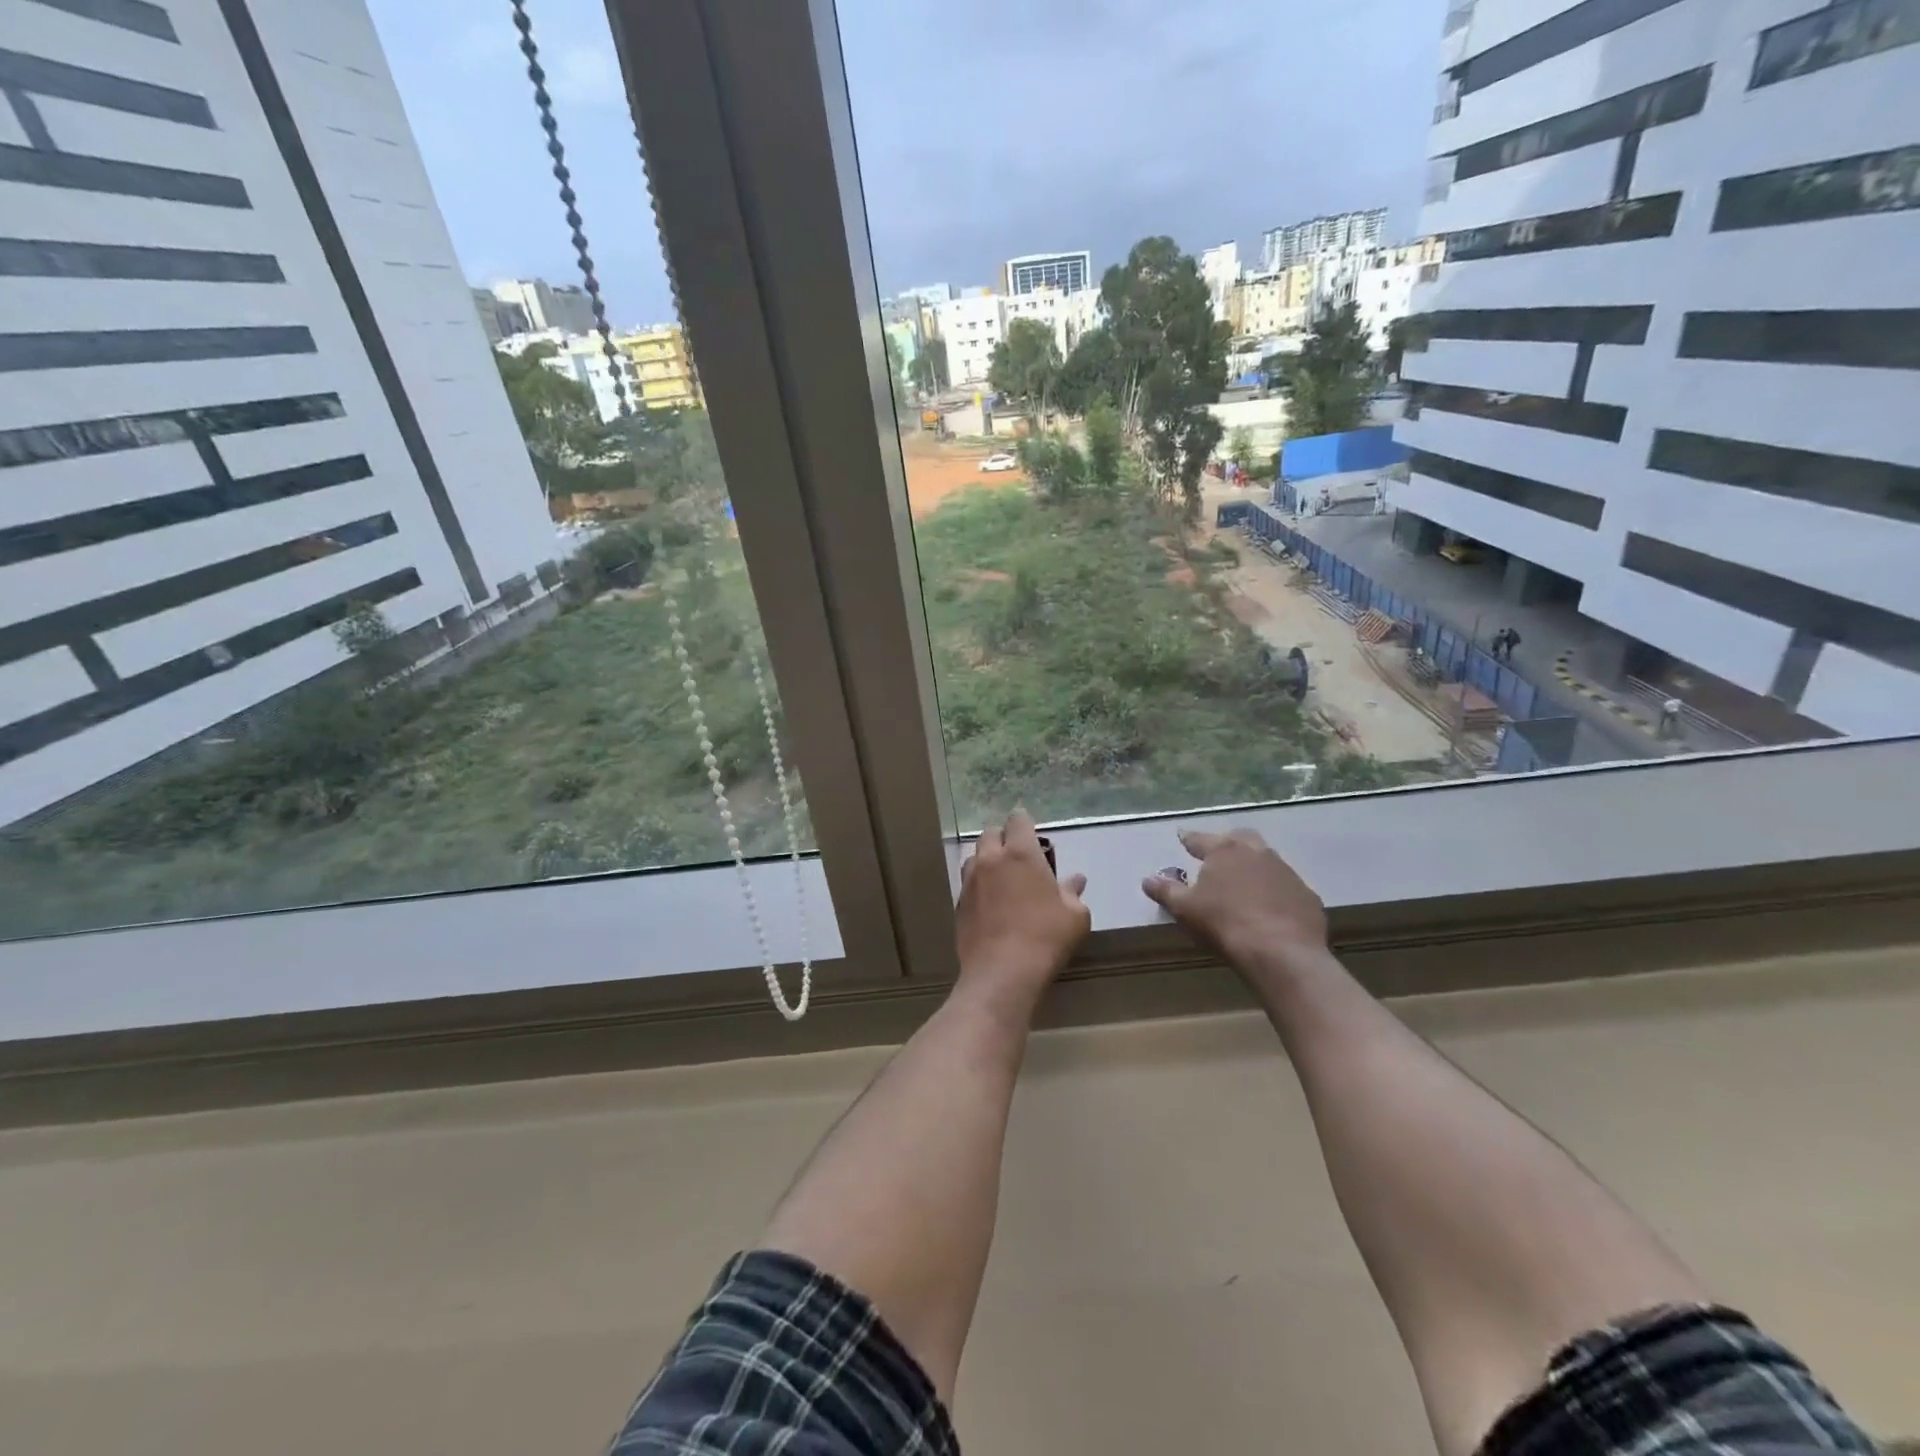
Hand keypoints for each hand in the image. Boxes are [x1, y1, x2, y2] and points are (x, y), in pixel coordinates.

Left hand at [956, 809, 1090, 1013]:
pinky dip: (978, 884)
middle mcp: (991, 860)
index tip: (1031, 830)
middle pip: (990, 834)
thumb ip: (1073, 893)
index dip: (1024, 822)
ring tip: (1001, 877)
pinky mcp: (958, 904)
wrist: (1002, 972)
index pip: (1017, 820)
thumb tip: (1076, 880)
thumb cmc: (1046, 937)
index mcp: (1020, 853)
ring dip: (987, 859)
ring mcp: (970, 881)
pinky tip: (990, 902)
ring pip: (975, 857)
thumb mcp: (1075, 916)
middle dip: (1003, 838)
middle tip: (1018, 855)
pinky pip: (968, 883)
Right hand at [1142, 828, 1327, 975]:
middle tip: (1219, 855)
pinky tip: (1271, 908)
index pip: (1201, 839)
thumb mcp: (1185, 909)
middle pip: (1241, 838)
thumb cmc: (1224, 924)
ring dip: (1255, 867)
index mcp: (1224, 851)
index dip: (1189, 839)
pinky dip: (1276, 891)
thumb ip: (1166, 891)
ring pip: (1267, 860)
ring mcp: (1286, 872)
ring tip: (1245, 884)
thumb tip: (1147, 879)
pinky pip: (1286, 887)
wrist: (1282, 952)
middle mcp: (1257, 853)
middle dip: (1229, 843)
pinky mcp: (1306, 895)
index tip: (1182, 837)